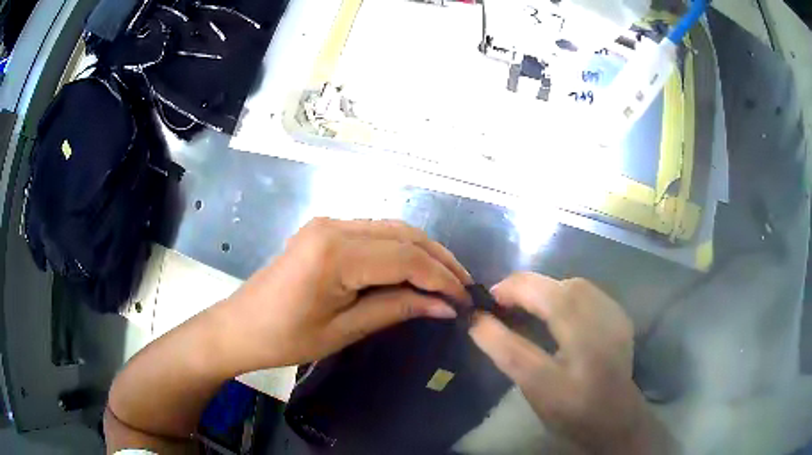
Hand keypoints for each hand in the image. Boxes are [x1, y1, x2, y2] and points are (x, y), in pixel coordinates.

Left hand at [215, 218, 471, 370]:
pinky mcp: (325, 230)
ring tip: (447, 279)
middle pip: (405, 235)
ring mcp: (329, 223)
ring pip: (393, 230)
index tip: (465, 300)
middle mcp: (335, 226)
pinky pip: (375, 233)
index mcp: (336, 252)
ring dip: (424, 252)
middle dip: (440, 260)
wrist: (239, 326)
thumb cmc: (285, 338)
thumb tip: (445, 306)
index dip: (441, 279)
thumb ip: (397, 309)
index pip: (407, 258)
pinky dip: (401, 250)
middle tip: (464, 287)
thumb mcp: (344, 330)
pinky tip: (414, 269)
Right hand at [469, 273, 673, 453]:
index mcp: (580, 348)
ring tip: (527, 304)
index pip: (537, 310)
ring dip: (545, 288)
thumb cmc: (569, 409)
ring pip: (574, 285)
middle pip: (559, 288)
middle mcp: (602, 325)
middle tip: (502, 303)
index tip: (484, 303)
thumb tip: (477, 319)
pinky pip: (588, 292)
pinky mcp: (620, 316)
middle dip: (525, 287)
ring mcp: (615, 317)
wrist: (614, 417)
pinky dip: (564, 293)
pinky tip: (557, 310)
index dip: (507, 295)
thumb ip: (505, 350)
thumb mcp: (533, 386)